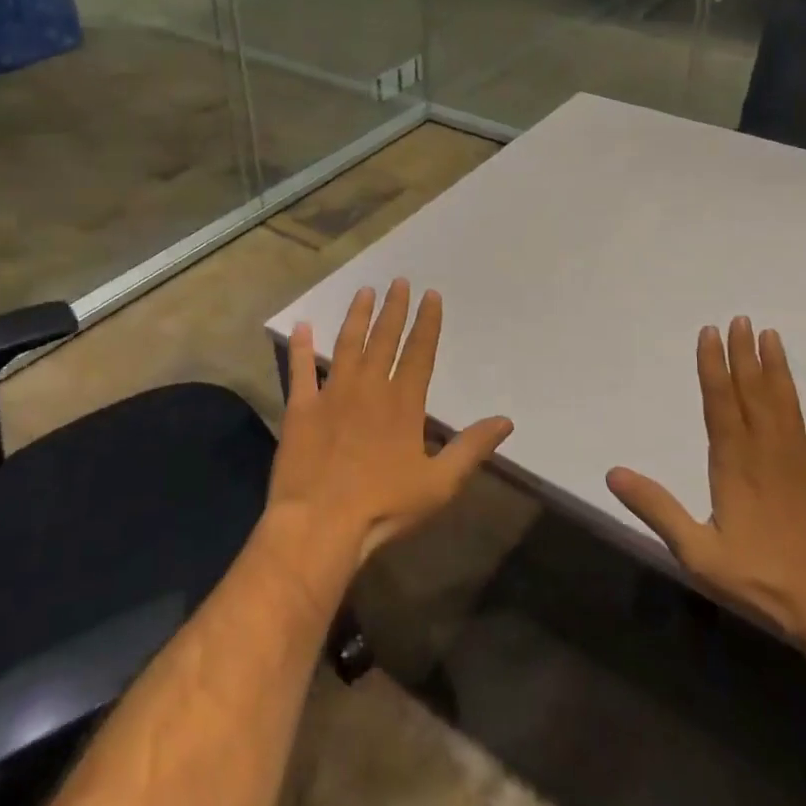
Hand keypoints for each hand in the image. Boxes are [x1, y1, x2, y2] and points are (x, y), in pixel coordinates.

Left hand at [269, 280, 514, 569]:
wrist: (320, 524)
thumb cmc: (384, 506)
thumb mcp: (439, 483)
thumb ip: (471, 448)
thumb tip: (505, 421)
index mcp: (403, 402)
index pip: (420, 352)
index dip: (427, 322)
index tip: (431, 295)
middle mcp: (369, 388)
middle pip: (384, 339)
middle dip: (394, 309)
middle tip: (398, 281)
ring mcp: (332, 394)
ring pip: (347, 345)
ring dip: (357, 316)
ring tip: (364, 292)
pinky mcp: (301, 408)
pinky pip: (300, 370)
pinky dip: (300, 347)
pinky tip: (302, 325)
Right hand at [606, 318, 805, 648]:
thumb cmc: (762, 582)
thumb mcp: (698, 553)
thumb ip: (658, 509)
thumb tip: (614, 473)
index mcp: (734, 464)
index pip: (719, 403)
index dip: (713, 366)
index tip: (709, 333)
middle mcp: (768, 451)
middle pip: (753, 392)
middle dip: (744, 354)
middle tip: (740, 319)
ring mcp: (803, 461)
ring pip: (786, 402)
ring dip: (777, 368)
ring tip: (771, 335)